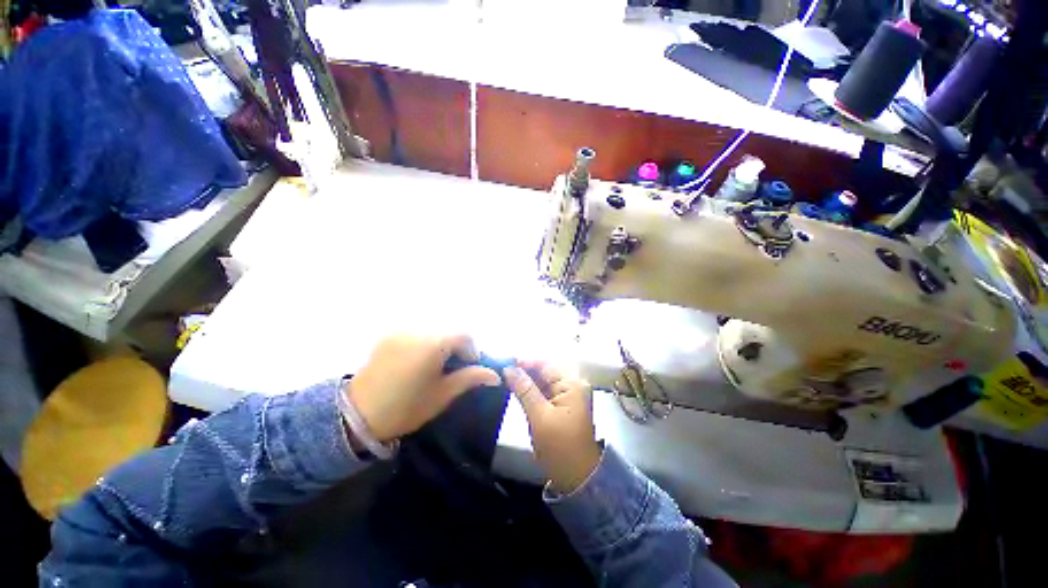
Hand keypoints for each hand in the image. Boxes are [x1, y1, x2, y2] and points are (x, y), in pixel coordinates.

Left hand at [346, 334, 500, 442]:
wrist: (357, 416)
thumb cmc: (406, 408)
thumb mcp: (442, 395)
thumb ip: (470, 378)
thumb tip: (495, 375)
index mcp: (434, 344)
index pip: (465, 335)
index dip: (472, 350)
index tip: (469, 367)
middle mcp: (418, 331)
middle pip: (449, 331)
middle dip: (457, 347)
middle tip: (453, 368)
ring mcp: (401, 331)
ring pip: (433, 331)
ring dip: (441, 344)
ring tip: (434, 365)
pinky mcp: (389, 336)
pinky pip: (416, 334)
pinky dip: (424, 343)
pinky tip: (417, 362)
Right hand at [505, 361, 601, 493]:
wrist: (577, 479)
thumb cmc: (560, 448)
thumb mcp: (540, 417)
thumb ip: (524, 389)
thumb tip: (509, 368)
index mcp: (572, 384)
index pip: (546, 363)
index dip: (525, 360)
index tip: (504, 361)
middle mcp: (571, 384)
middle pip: (544, 370)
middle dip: (523, 369)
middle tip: (500, 370)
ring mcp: (566, 395)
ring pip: (542, 380)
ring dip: (524, 379)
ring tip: (504, 377)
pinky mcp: (560, 405)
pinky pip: (543, 390)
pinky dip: (529, 389)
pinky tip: (514, 388)